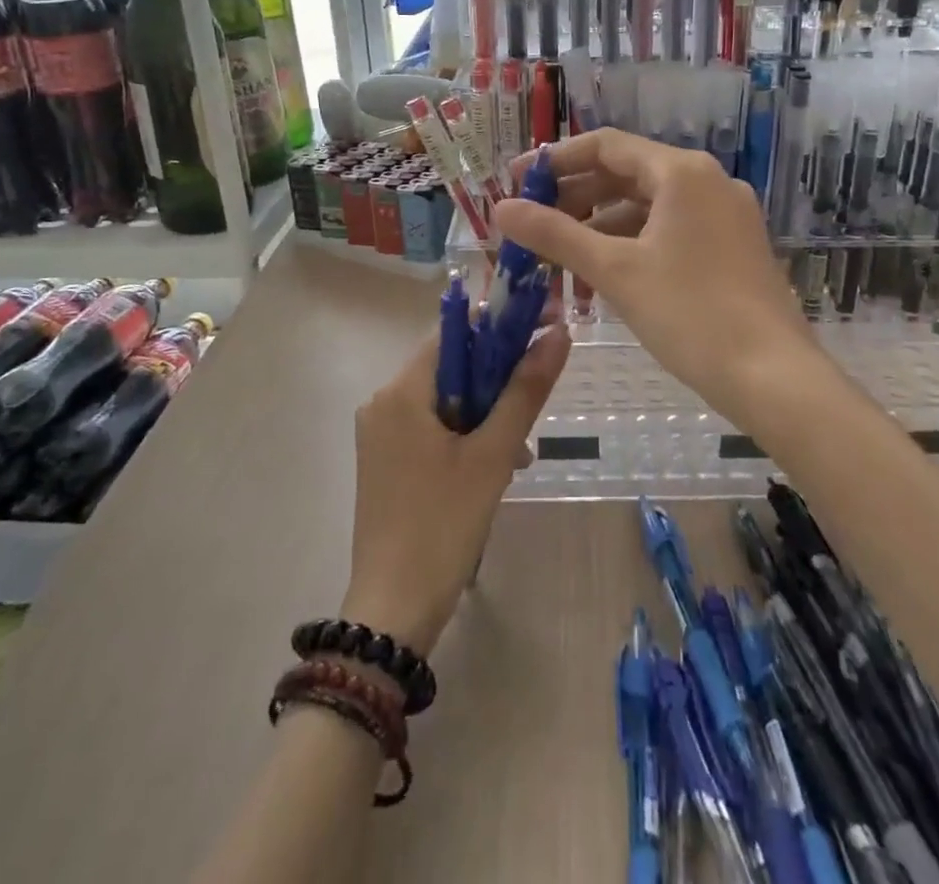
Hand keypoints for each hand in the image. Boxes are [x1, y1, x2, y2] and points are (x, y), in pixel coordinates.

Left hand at [341, 324, 570, 656]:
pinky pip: (432, 428)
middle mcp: (383, 403)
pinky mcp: (386, 461)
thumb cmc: (443, 525)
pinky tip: (494, 467)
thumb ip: (525, 391)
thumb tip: (558, 334)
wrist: (393, 611)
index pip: (455, 333)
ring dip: (486, 413)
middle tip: (535, 407)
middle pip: (451, 367)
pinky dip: (465, 435)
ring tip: (520, 452)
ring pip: (445, 400)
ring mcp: (380, 434)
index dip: (500, 327)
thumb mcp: (493, 455)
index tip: (541, 333)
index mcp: (400, 392)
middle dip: (497, 380)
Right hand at [494, 130, 820, 429]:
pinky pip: (669, 232)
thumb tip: (500, 208)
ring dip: (599, 228)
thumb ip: (554, 234)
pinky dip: (631, 246)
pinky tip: (602, 277)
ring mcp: (724, 216)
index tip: (516, 182)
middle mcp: (707, 182)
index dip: (555, 160)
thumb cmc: (690, 314)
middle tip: (531, 225)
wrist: (774, 378)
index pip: (606, 146)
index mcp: (682, 172)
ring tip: (558, 259)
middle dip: (574, 199)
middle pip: (626, 175)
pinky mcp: (731, 248)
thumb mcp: (615, 270)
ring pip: (647, 208)